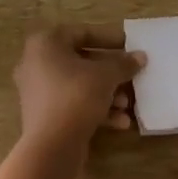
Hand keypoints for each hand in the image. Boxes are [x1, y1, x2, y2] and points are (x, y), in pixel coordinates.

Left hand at [14, 26, 145, 148]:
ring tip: (127, 104)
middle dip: (110, 71)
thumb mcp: (106, 76)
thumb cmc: (77, 96)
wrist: (51, 146)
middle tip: (132, 76)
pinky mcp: (43, 114)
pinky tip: (120, 122)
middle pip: (81, 60)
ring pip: (79, 85)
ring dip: (106, 93)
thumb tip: (140, 56)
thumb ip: (124, 63)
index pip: (82, 32)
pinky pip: (72, 104)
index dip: (109, 38)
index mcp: (45, 43)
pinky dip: (95, 109)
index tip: (130, 45)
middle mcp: (36, 63)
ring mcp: (37, 90)